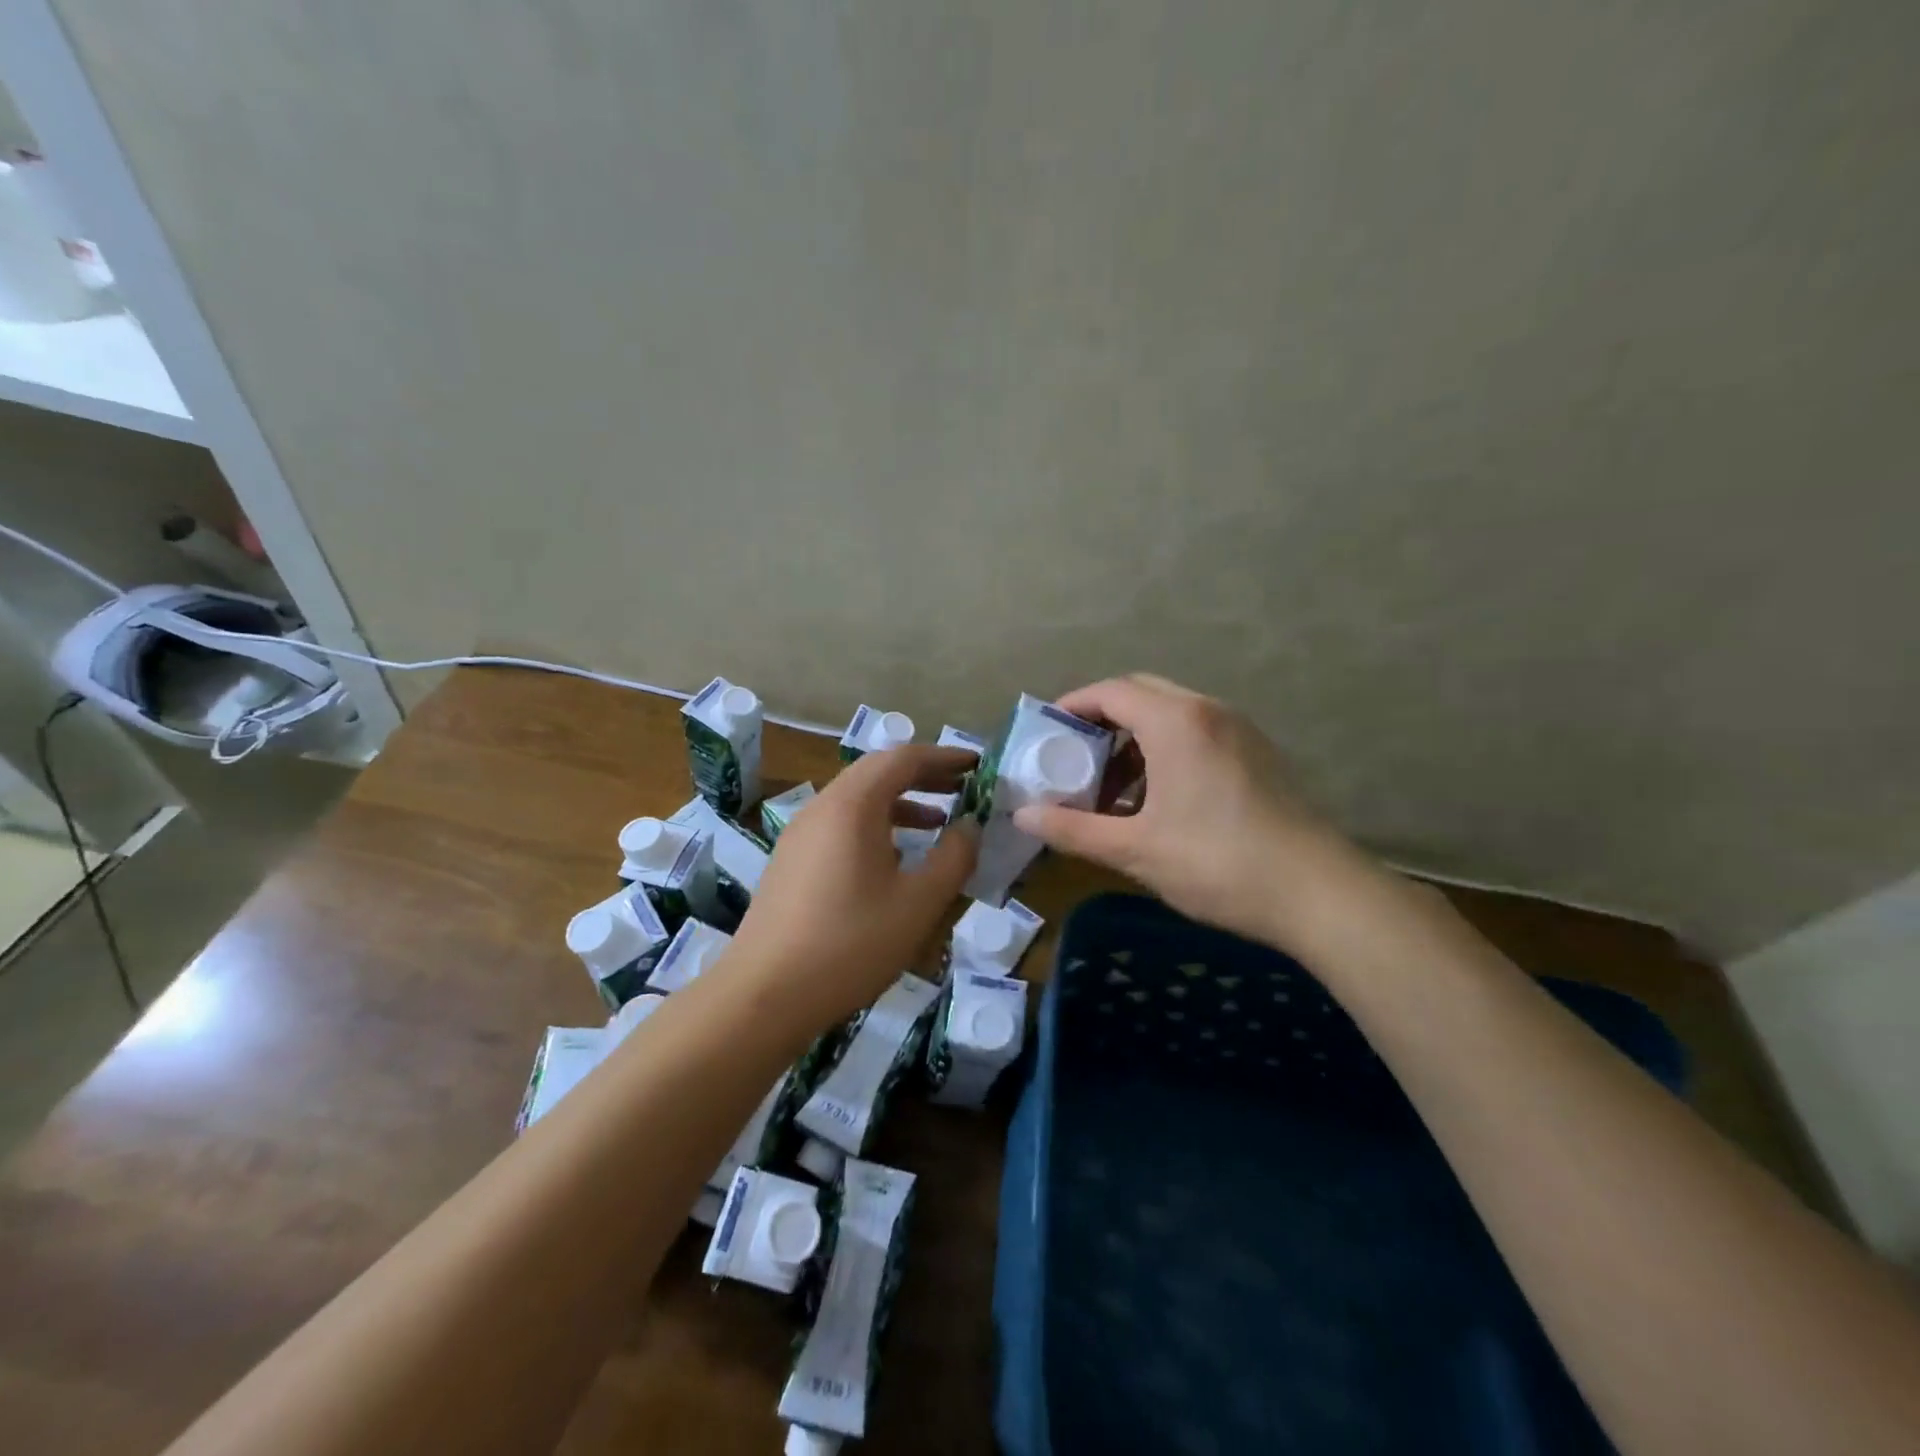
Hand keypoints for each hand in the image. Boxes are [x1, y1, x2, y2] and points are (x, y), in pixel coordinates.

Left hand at [728, 745, 978, 1029]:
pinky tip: (895, 859)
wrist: (765, 994)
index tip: (977, 765)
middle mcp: (822, 807)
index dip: (944, 757)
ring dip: (900, 802)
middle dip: (923, 776)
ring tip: (937, 821)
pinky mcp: (791, 861)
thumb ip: (954, 857)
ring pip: (857, 800)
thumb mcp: (918, 903)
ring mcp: (800, 834)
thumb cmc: (850, 943)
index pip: (903, 758)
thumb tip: (970, 825)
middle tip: (962, 787)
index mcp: (852, 805)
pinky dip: (875, 825)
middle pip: (877, 772)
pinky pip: (840, 825)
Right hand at [1012, 674, 1366, 948]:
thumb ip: (1073, 829)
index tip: (1045, 732)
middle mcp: (1208, 711)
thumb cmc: (1218, 864)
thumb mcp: (1135, 849)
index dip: (1072, 706)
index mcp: (1175, 722)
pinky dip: (1165, 751)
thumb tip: (1022, 816)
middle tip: (1073, 758)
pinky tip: (1157, 800)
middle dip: (1101, 720)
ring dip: (1134, 739)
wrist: (1319, 894)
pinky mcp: (1258, 754)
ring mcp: (1239, 730)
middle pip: (1141, 693)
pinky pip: (1197, 733)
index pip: (1110, 691)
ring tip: (1112, 788)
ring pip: (1171, 714)